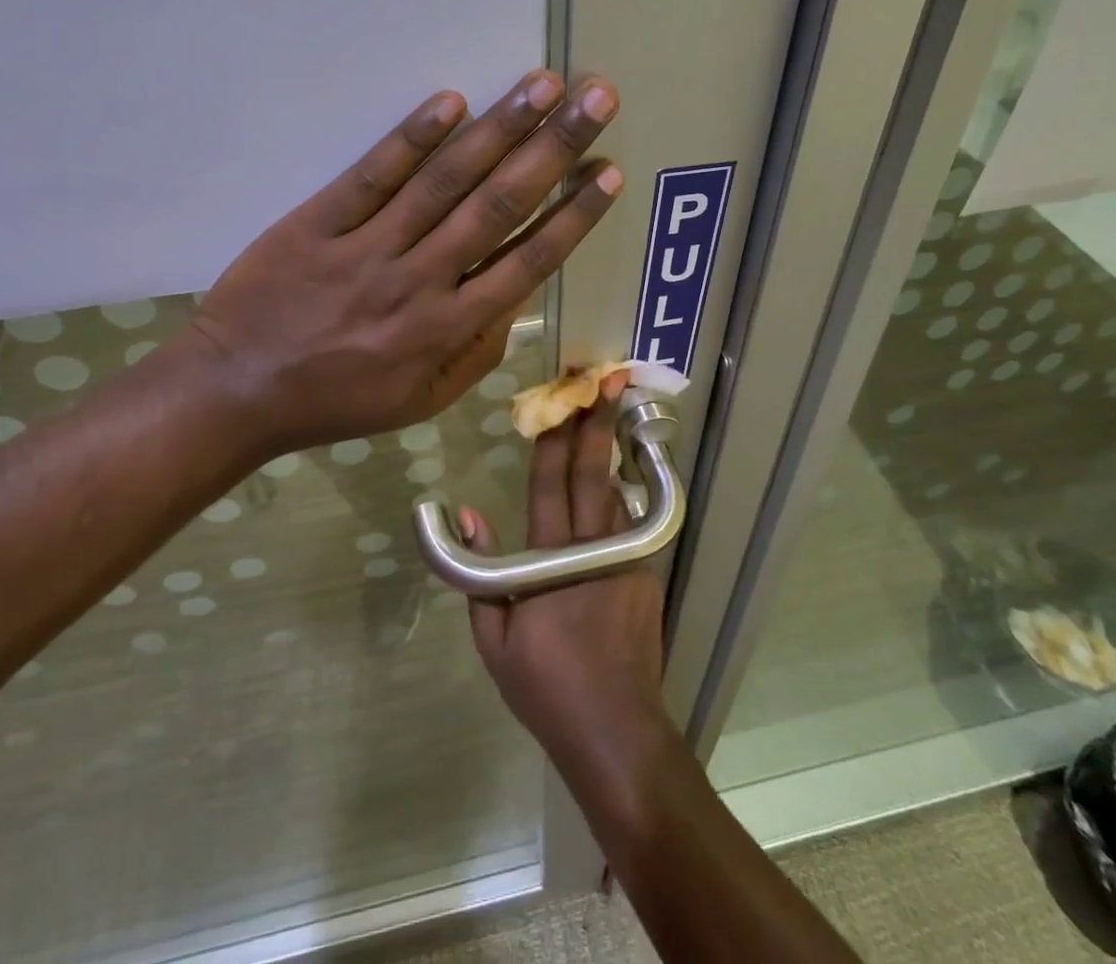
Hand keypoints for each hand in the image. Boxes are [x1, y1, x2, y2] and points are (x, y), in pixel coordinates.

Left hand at [190, 70, 621, 457]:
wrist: (238, 390)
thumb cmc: (337, 401)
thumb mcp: (422, 401)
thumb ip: (477, 353)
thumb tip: (516, 302)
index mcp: (448, 328)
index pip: (528, 261)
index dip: (573, 215)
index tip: (608, 171)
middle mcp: (420, 280)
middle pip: (498, 205)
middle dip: (554, 147)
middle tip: (596, 97)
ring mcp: (368, 247)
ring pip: (445, 181)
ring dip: (498, 128)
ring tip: (542, 84)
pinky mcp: (318, 222)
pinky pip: (371, 176)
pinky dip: (411, 138)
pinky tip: (450, 101)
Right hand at [460, 371, 667, 768]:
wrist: (615, 731)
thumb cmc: (545, 687)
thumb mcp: (493, 639)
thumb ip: (479, 574)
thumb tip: (469, 514)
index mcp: (549, 562)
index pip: (548, 486)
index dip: (554, 440)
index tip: (561, 402)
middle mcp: (591, 549)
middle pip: (590, 475)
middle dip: (595, 425)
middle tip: (604, 383)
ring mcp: (626, 560)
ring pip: (616, 491)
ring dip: (612, 449)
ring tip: (616, 410)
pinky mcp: (646, 574)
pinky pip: (631, 523)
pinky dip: (624, 492)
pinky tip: (621, 473)